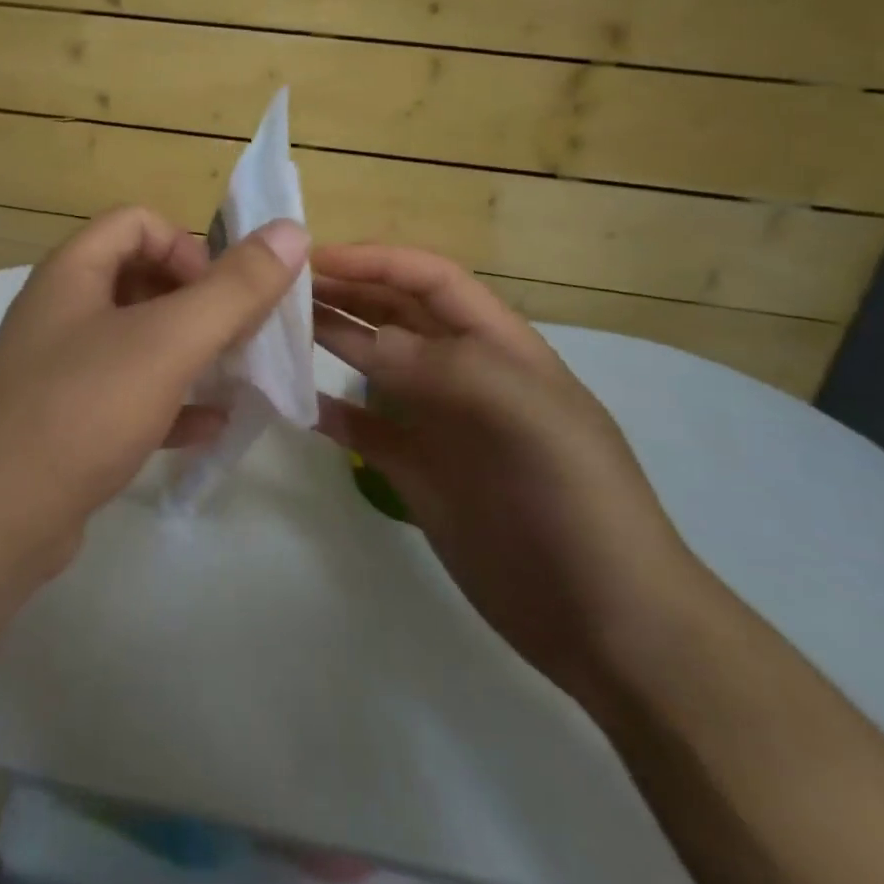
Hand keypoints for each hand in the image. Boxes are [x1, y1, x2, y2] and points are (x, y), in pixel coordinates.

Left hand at [0, 206, 309, 581]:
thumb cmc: (80, 411)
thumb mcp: (167, 343)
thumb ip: (234, 288)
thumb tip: (291, 229)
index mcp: (73, 272)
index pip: (138, 223)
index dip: (187, 246)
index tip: (221, 295)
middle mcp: (61, 311)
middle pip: (140, 279)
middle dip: (198, 303)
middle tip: (240, 338)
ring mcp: (60, 369)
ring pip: (137, 342)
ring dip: (190, 354)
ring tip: (236, 378)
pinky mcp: (65, 422)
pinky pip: (127, 396)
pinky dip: (170, 403)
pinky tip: (209, 428)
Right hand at [311, 244, 702, 703]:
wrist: (607, 624)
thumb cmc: (578, 502)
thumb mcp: (526, 417)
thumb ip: (446, 368)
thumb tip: (368, 338)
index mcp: (498, 347)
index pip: (431, 280)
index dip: (375, 261)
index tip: (313, 260)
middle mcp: (463, 375)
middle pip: (395, 314)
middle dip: (345, 292)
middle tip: (278, 289)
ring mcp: (438, 425)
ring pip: (374, 365)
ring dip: (331, 340)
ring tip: (276, 329)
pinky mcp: (417, 473)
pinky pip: (364, 428)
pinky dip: (329, 412)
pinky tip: (295, 402)